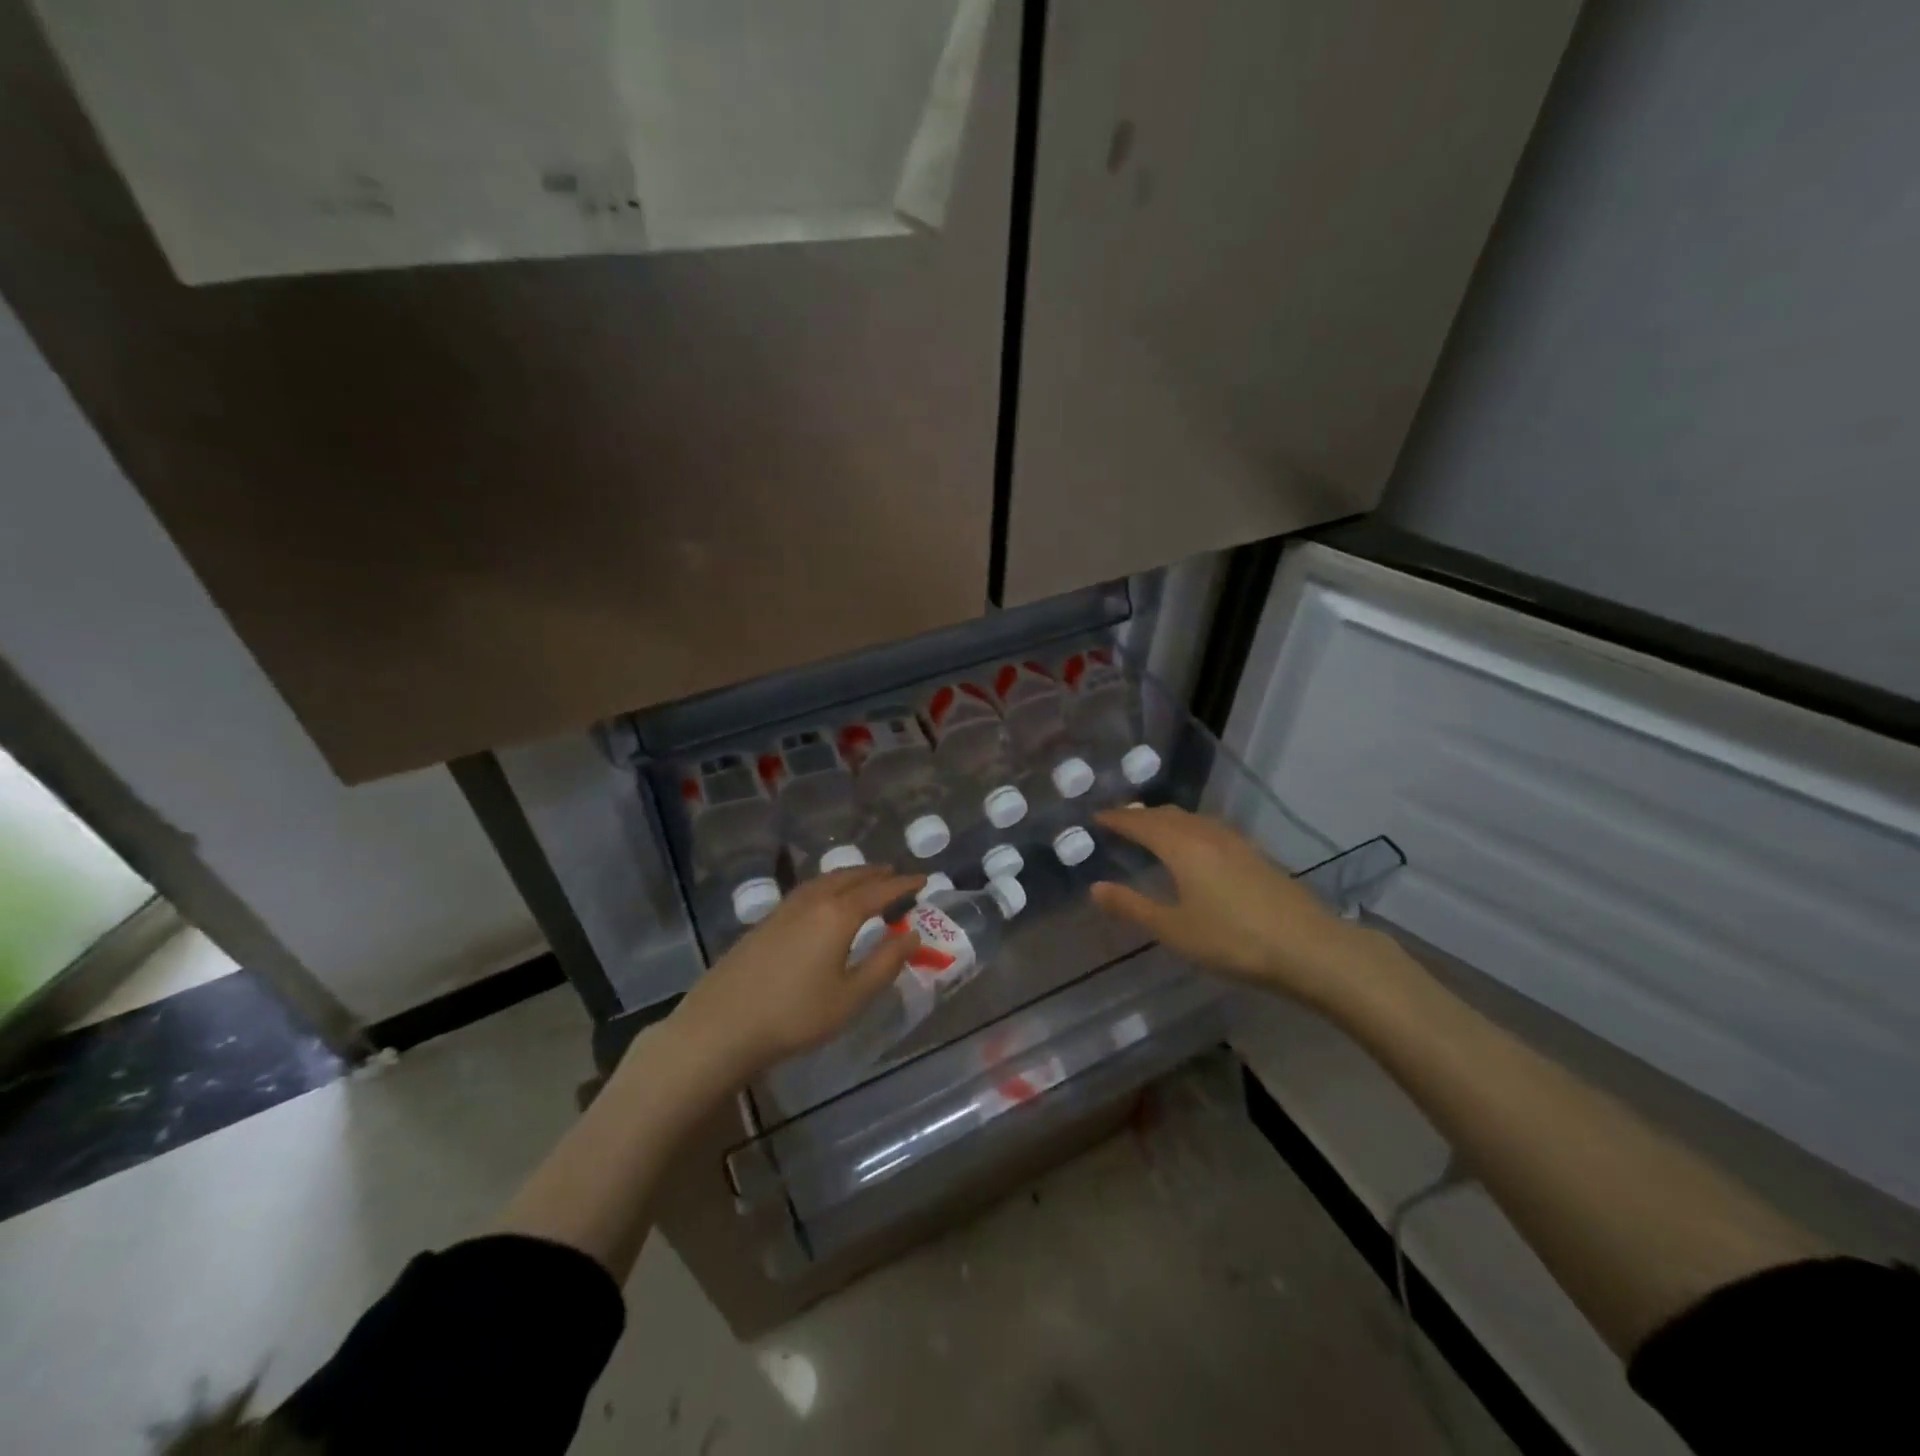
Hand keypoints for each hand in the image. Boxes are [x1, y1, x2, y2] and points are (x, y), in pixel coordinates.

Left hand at [671, 865, 924, 1084]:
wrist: (722, 1025)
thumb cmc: (795, 1015)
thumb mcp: (851, 997)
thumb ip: (885, 964)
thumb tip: (912, 935)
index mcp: (838, 915)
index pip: (879, 891)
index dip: (903, 884)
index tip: (923, 878)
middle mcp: (813, 902)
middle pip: (850, 878)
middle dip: (875, 874)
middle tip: (895, 874)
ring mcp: (784, 909)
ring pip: (825, 880)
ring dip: (849, 876)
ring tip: (864, 880)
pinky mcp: (765, 922)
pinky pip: (807, 890)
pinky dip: (827, 886)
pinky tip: (824, 900)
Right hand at [1089, 806, 1383, 1009]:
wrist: (1309, 947)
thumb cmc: (1233, 940)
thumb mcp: (1174, 929)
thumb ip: (1132, 906)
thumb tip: (1095, 887)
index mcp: (1181, 845)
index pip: (1140, 823)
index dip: (1116, 819)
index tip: (1096, 817)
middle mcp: (1205, 833)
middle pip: (1165, 814)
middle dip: (1139, 815)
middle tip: (1118, 822)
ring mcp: (1234, 841)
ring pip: (1190, 818)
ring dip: (1165, 819)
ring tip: (1151, 829)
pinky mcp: (1254, 853)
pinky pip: (1209, 827)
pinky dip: (1188, 828)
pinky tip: (1193, 846)